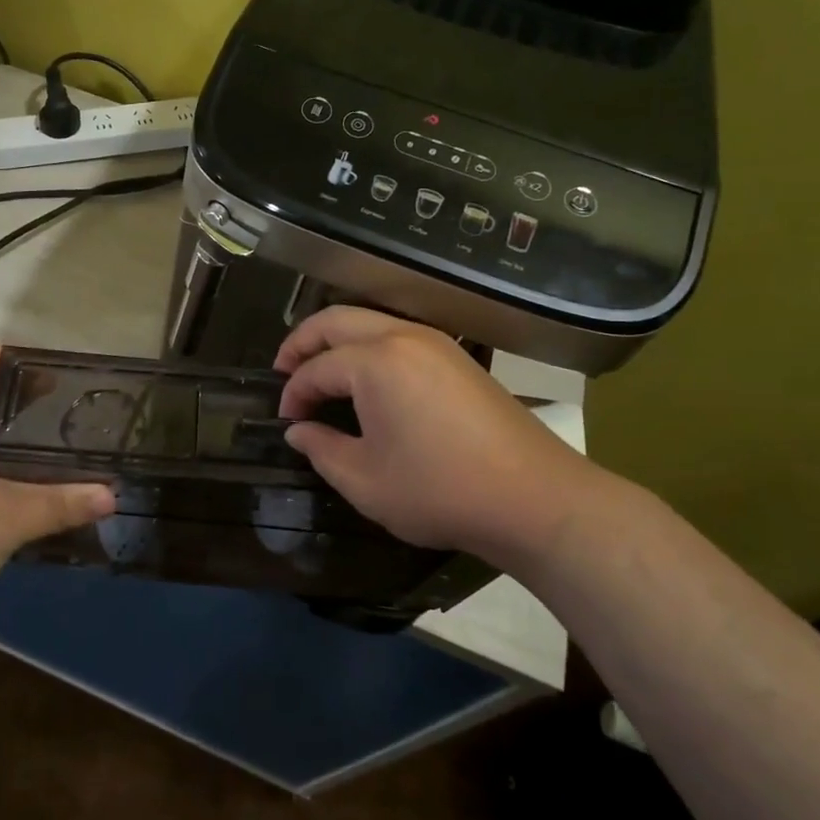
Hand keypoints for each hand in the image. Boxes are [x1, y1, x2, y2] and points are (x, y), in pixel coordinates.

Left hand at [0, 346, 113, 636]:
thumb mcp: (5, 520)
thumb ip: (60, 503)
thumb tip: (111, 493)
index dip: (10, 355)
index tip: (54, 359)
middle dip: (22, 393)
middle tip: (70, 396)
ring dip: (15, 430)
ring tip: (60, 431)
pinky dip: (7, 461)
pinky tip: (36, 475)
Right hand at [274, 307, 615, 570]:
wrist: (535, 498)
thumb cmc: (440, 491)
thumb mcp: (365, 481)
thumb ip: (321, 450)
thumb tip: (298, 431)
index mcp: (375, 362)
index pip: (316, 368)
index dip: (293, 394)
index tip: (284, 421)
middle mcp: (402, 337)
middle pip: (337, 320)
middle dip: (302, 342)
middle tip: (284, 371)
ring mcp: (435, 342)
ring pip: (369, 320)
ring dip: (337, 339)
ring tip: (320, 370)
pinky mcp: (457, 357)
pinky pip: (397, 334)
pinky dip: (368, 346)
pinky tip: (366, 378)